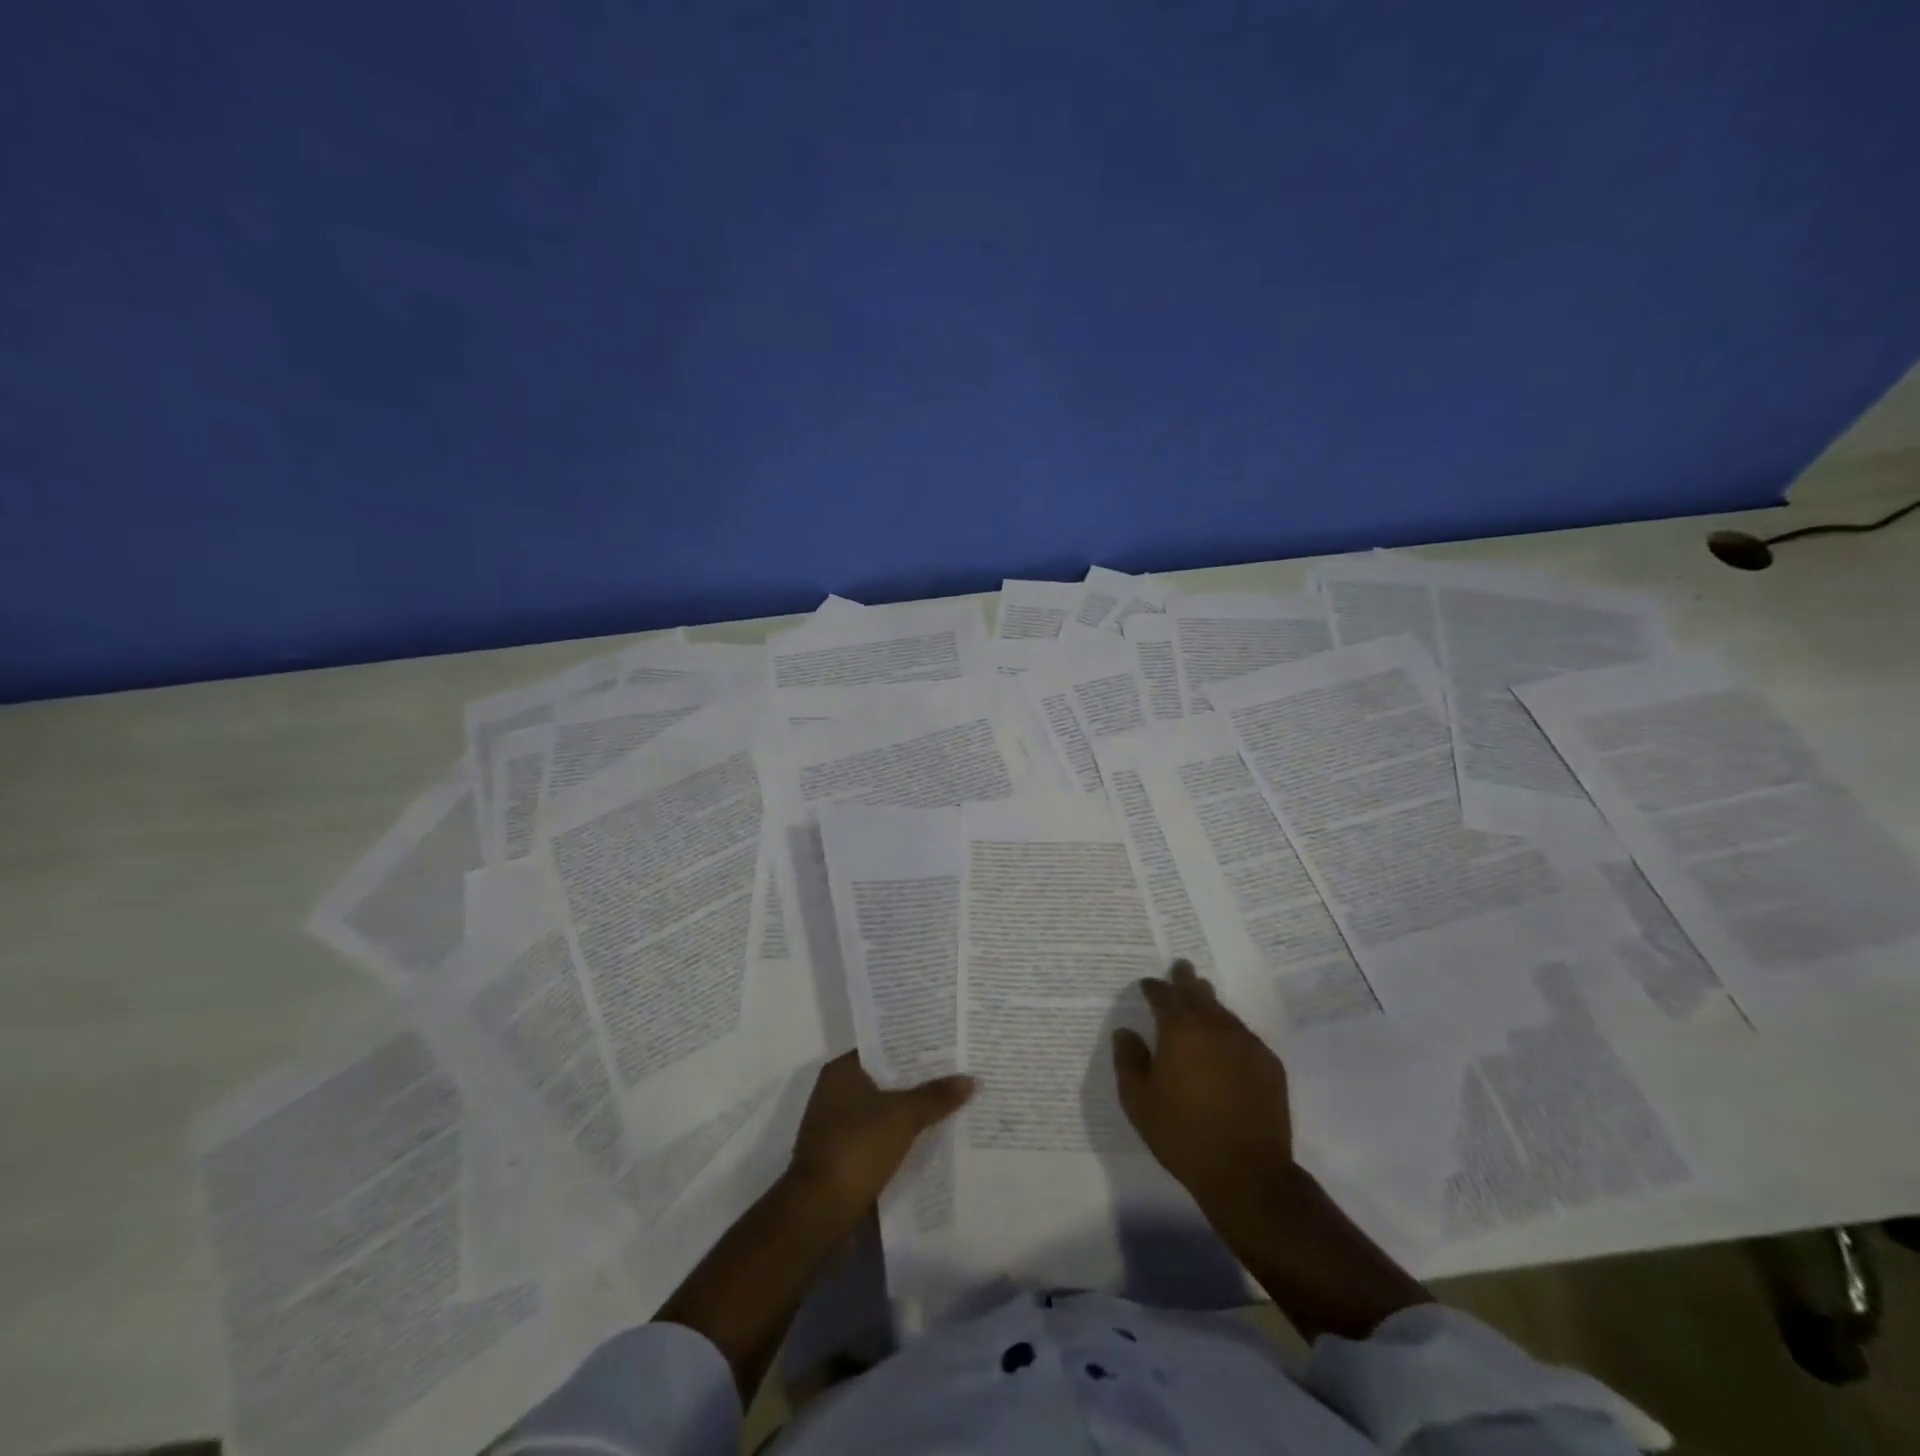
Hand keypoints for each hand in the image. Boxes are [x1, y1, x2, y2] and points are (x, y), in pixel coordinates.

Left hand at [788, 1052, 973, 1209]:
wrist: (819, 1213)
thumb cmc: (857, 1149)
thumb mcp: (903, 1117)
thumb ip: (936, 1096)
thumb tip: (971, 1078)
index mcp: (841, 1071)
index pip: (883, 1047)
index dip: (914, 1046)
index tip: (946, 1045)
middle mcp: (835, 1092)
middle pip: (885, 1079)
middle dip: (918, 1080)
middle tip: (957, 1073)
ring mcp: (837, 1126)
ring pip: (884, 1110)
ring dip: (911, 1111)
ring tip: (951, 1104)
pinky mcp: (844, 1156)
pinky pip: (880, 1136)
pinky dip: (901, 1137)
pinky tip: (930, 1139)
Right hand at [1113, 961, 1293, 1209]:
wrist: (1247, 1173)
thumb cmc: (1183, 1134)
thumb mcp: (1138, 1101)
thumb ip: (1128, 1060)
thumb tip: (1126, 1032)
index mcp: (1180, 1030)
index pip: (1164, 995)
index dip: (1154, 987)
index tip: (1146, 985)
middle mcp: (1215, 1026)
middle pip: (1198, 992)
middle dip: (1186, 979)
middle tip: (1181, 966)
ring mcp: (1246, 1043)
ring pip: (1223, 1012)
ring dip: (1209, 1003)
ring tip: (1201, 998)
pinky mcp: (1268, 1064)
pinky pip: (1243, 1035)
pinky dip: (1228, 1031)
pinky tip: (1224, 1043)